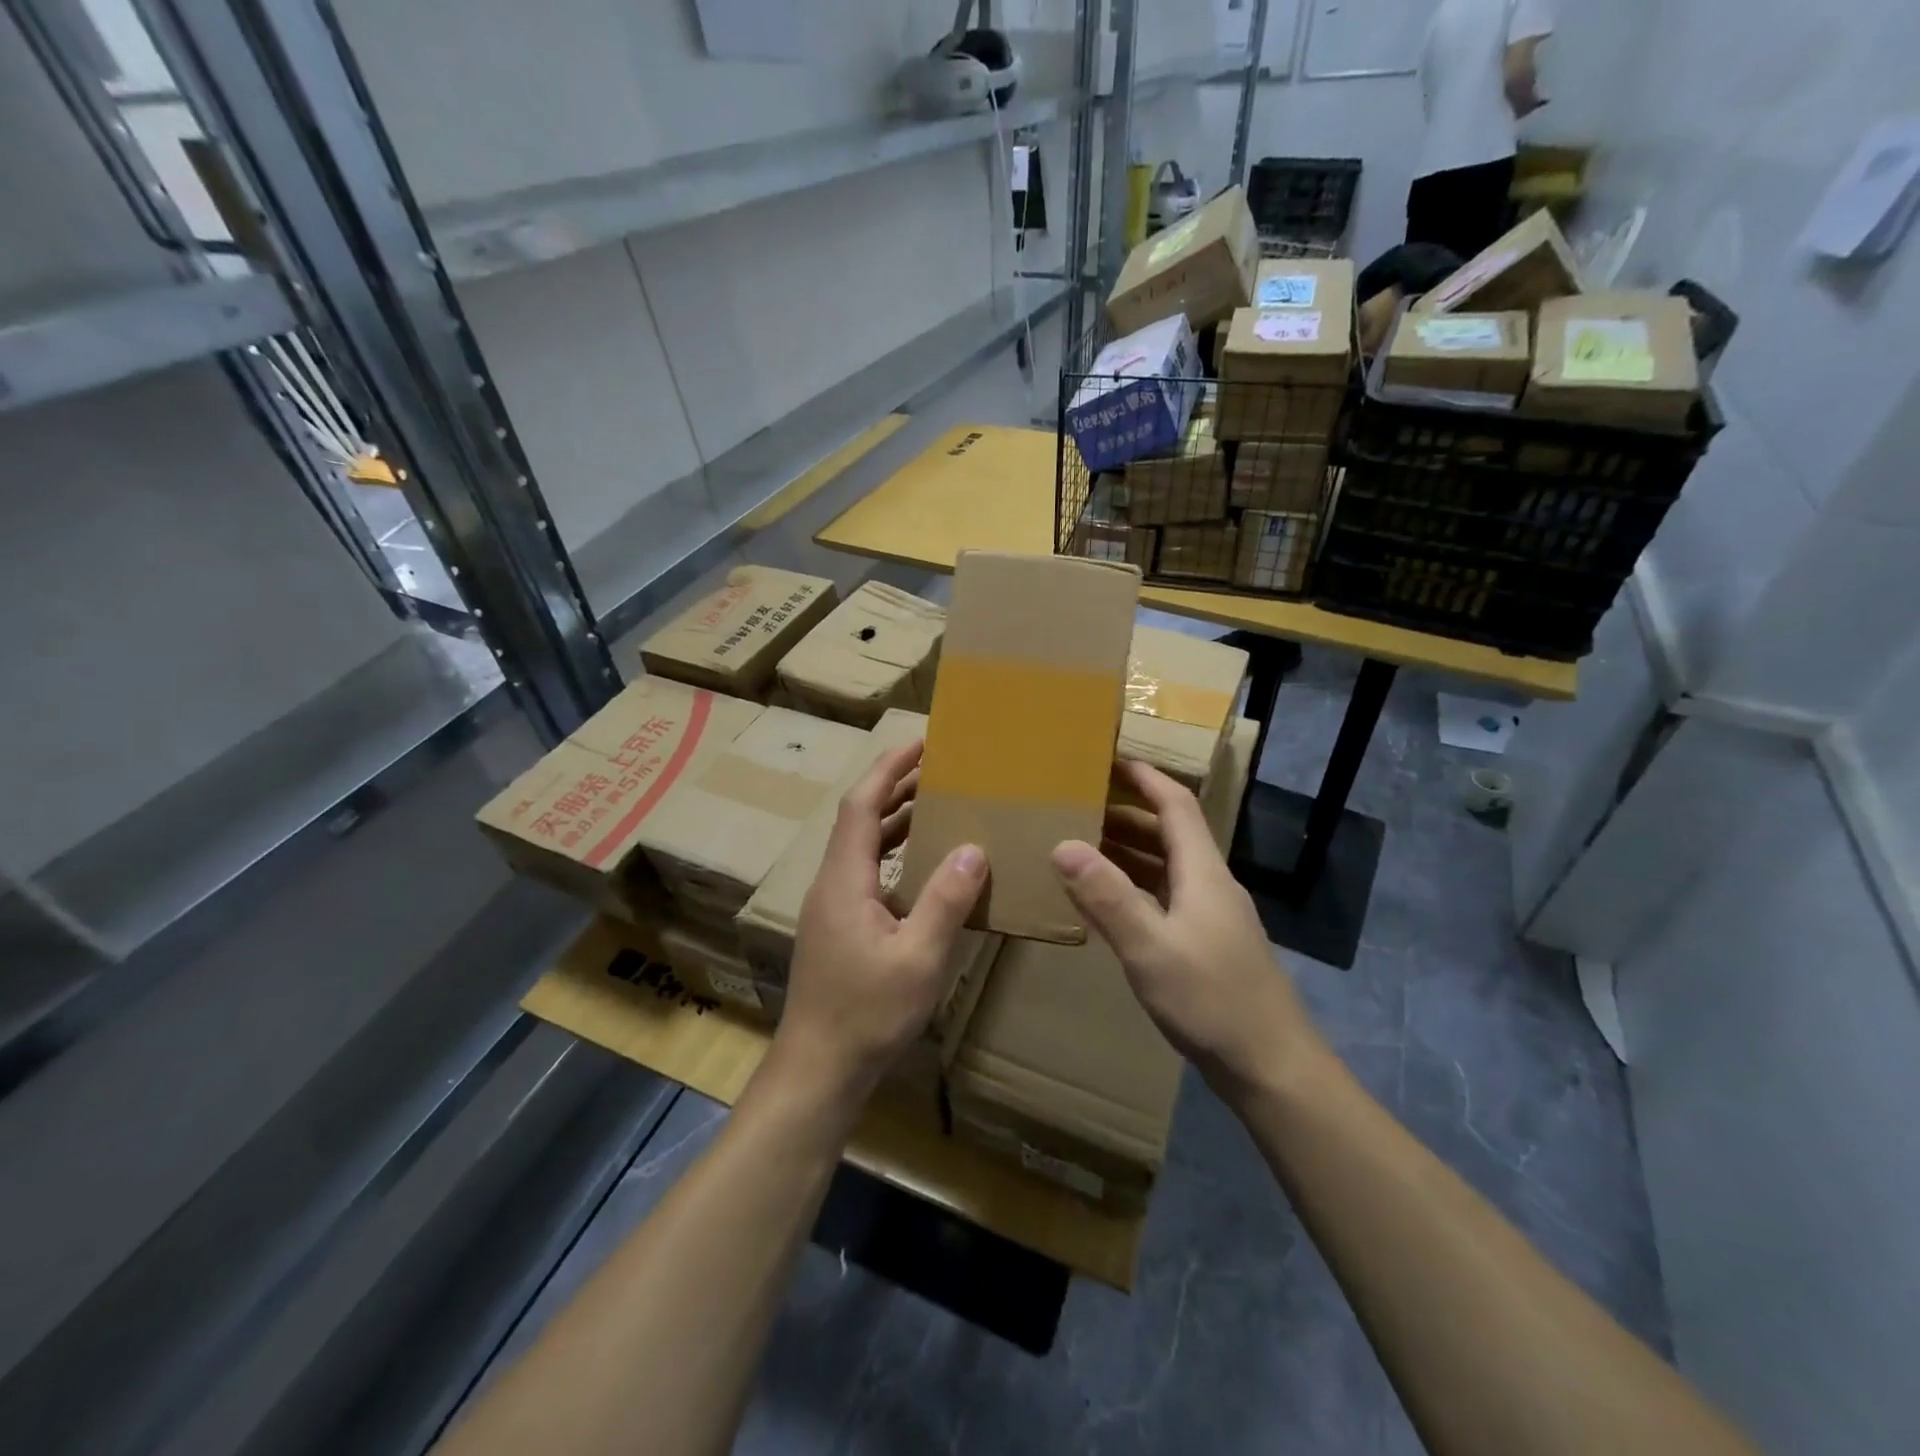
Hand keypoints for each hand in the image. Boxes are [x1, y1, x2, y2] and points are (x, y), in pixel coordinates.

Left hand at [774, 742, 986, 1103]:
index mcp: (844, 879)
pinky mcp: (839, 927)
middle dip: (897, 788)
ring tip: (939, 805)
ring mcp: (833, 907)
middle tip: (941, 769)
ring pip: (863, 847)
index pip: (862, 804)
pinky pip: (868, 873)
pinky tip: (926, 867)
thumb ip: (946, 900)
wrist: (819, 1068)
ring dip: (897, 821)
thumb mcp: (918, 957)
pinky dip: (895, 855)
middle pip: (860, 819)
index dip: (889, 769)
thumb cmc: (867, 1013)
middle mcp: (832, 883)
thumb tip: (974, 848)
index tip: (921, 743)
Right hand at [1051, 761, 1324, 1092]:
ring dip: (1129, 850)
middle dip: (1127, 812)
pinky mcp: (1207, 944)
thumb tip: (1063, 845)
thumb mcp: (1150, 948)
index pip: (1176, 806)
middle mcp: (1211, 885)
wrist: (1272, 1067)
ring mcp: (1212, 916)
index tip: (1110, 758)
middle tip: (1080, 804)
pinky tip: (1109, 902)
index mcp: (1203, 872)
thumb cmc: (1212, 1001)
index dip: (1145, 778)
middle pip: (1170, 833)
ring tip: (1084, 844)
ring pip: (1167, 867)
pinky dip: (1135, 887)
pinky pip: (1165, 897)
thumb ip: (1107, 897)